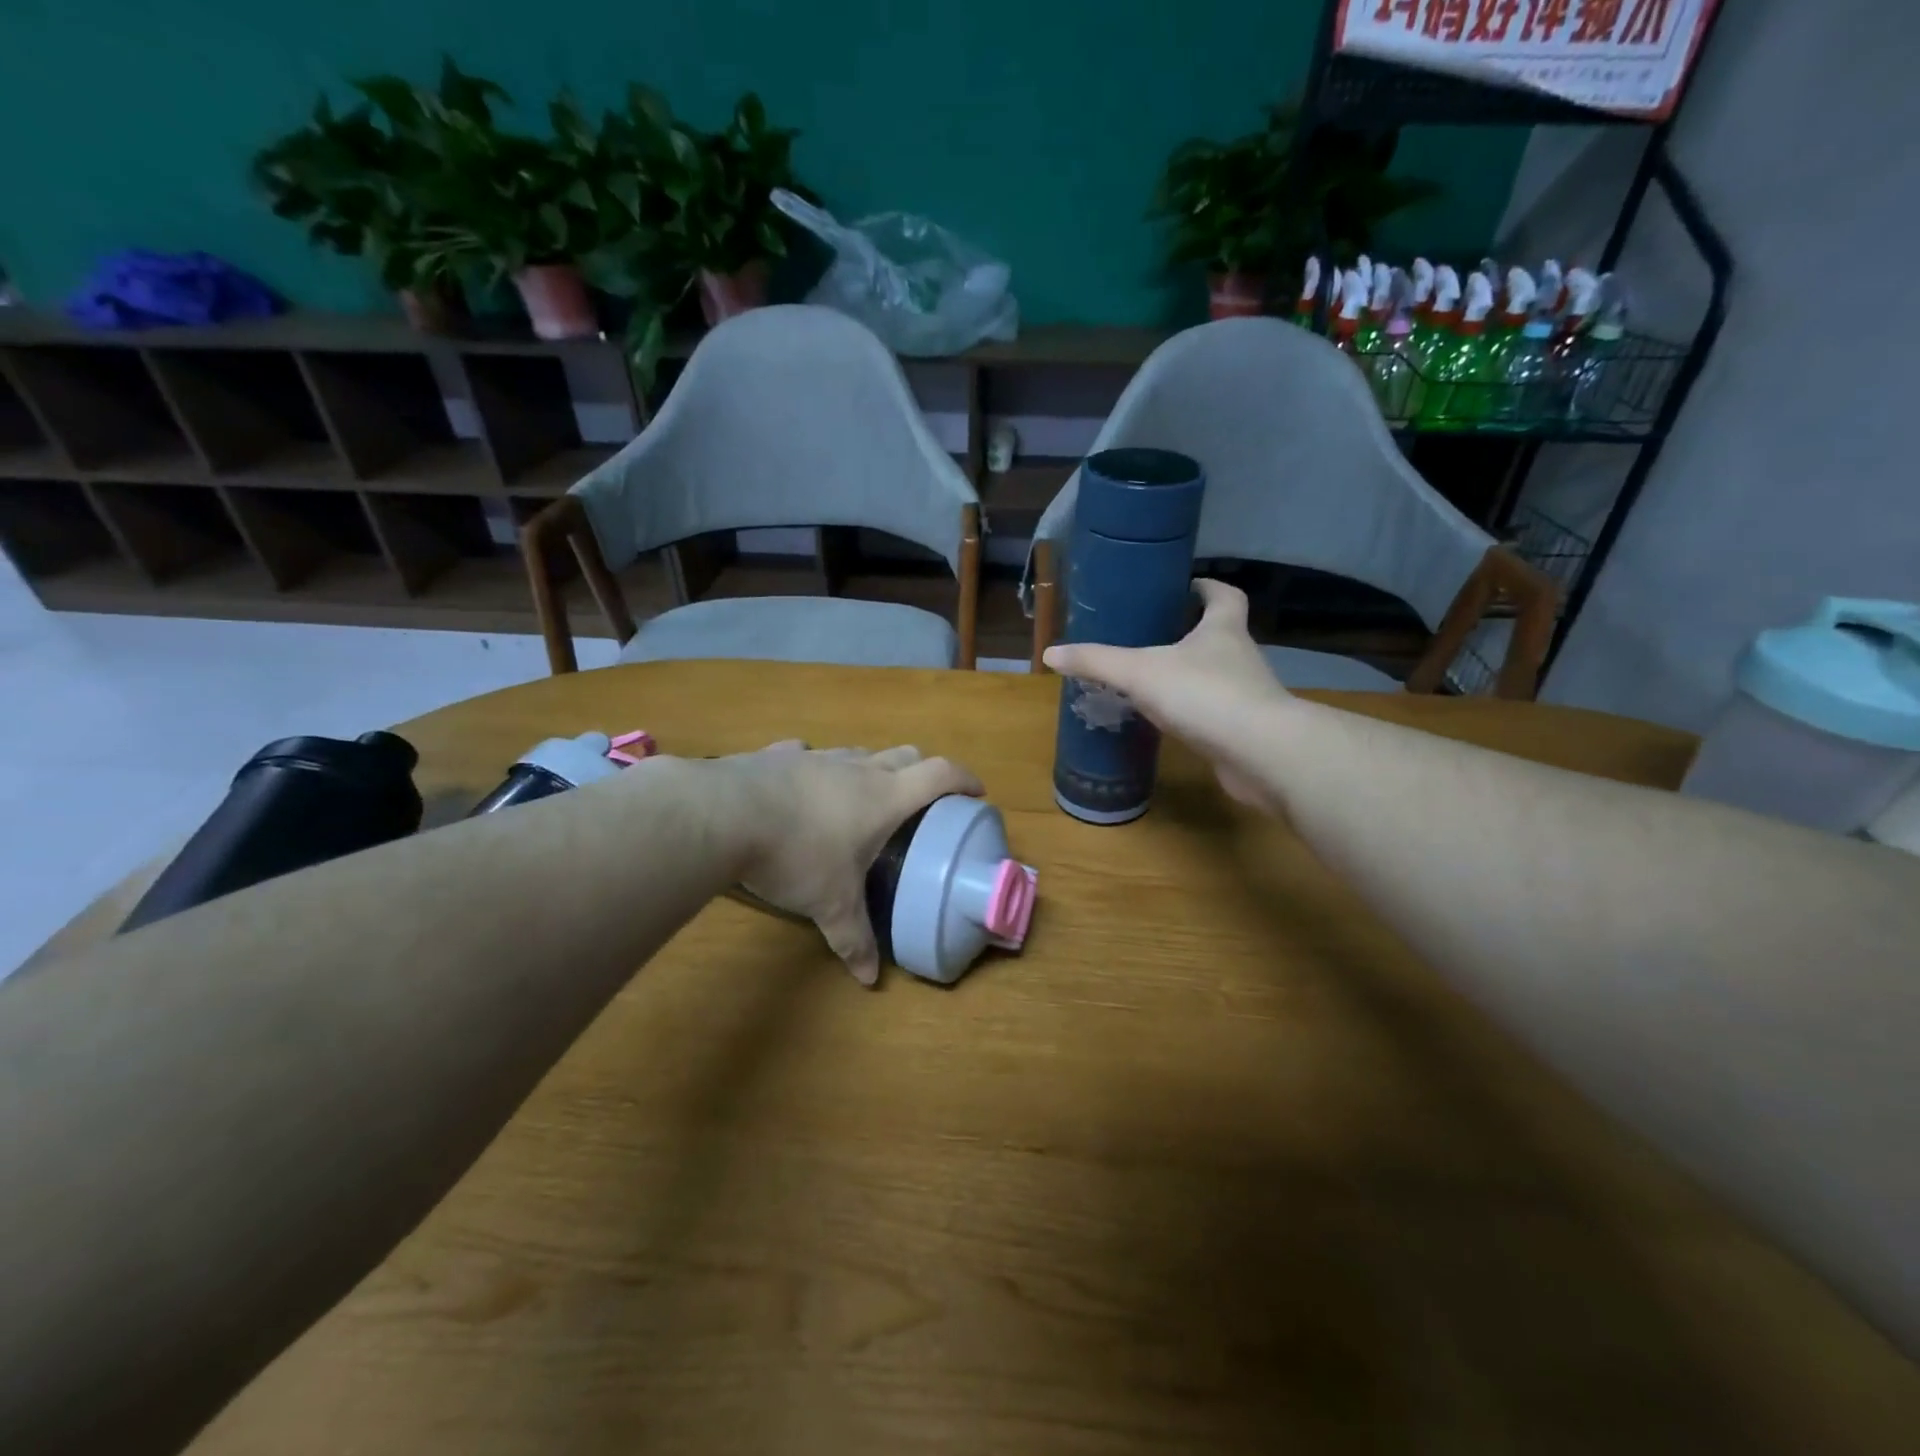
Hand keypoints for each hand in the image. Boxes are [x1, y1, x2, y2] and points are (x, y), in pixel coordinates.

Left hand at [707, 742, 982, 985]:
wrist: (724, 815)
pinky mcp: (776, 756)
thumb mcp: (831, 905)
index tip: (977, 792)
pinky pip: (805, 754)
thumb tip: (868, 981)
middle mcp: (856, 769)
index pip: (939, 775)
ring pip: (856, 753)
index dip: (964, 779)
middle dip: (921, 772)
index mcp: (884, 797)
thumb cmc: (796, 856)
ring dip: (868, 769)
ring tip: (861, 797)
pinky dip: (813, 768)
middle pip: (904, 755)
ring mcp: (815, 756)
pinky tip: (799, 786)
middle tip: (921, 800)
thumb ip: (854, 940)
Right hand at [1043, 579, 1292, 811]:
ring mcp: (1246, 695)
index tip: (1187, 586)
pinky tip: (1168, 720)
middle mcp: (1240, 656)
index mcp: (1223, 629)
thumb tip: (1051, 653)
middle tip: (1153, 635)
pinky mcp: (1243, 729)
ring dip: (1190, 674)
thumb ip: (1096, 661)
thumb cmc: (1203, 695)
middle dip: (1191, 632)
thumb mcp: (1139, 672)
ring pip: (1216, 675)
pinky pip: (1214, 712)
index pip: (1224, 596)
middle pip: (1220, 634)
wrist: (1259, 753)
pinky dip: (1193, 711)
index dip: (1207, 587)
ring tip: (1152, 678)